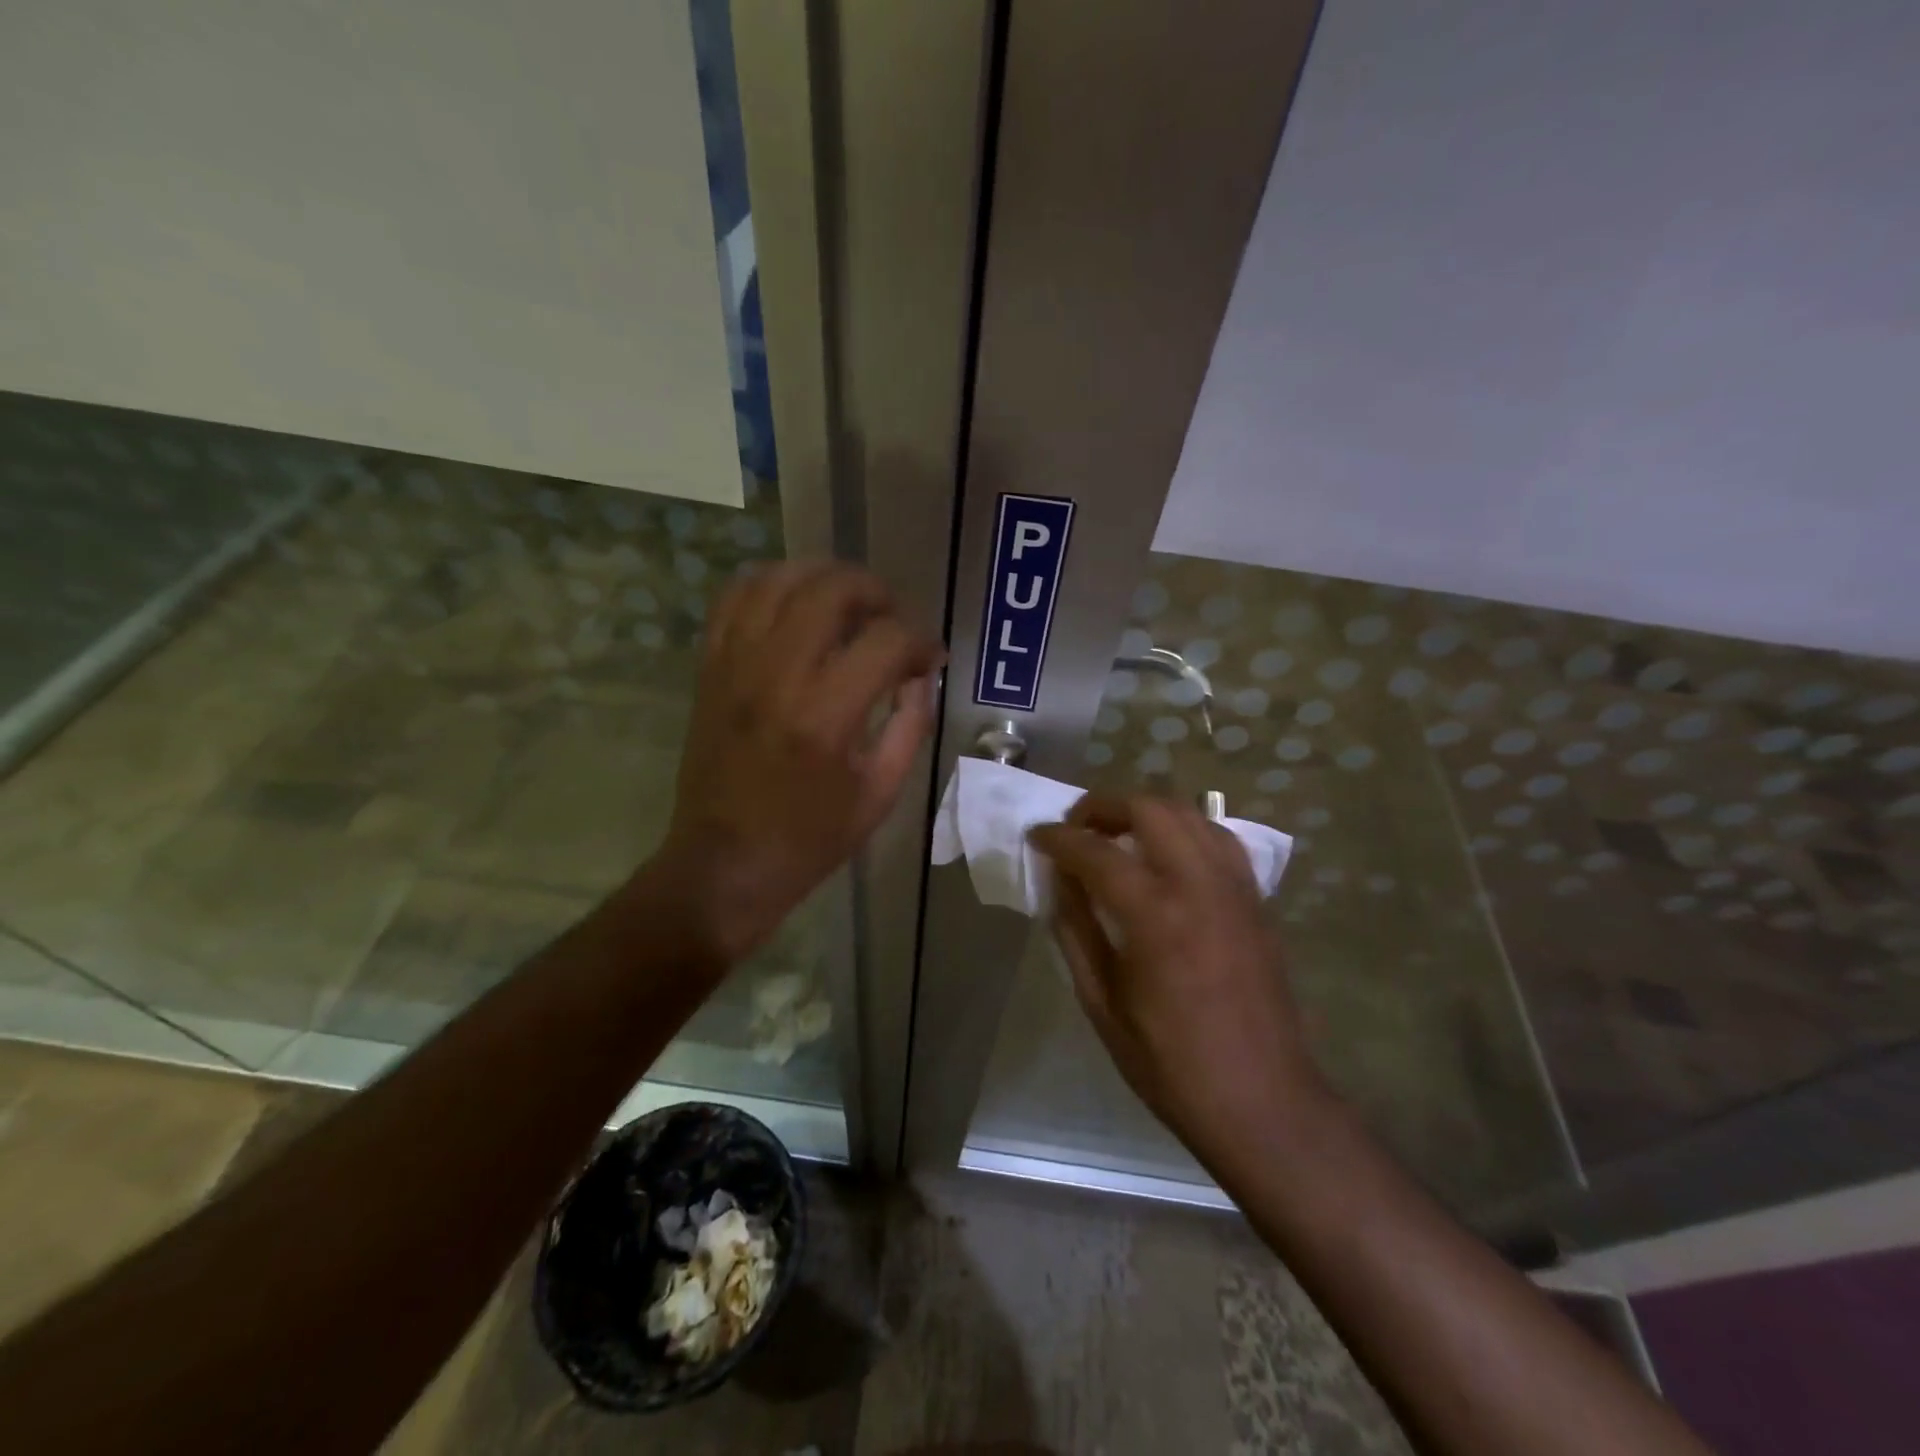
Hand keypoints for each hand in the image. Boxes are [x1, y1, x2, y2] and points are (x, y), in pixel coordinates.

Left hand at [652, 562, 942, 961]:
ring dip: (823, 577)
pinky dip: (769, 585)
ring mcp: (735, 665)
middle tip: (892, 618)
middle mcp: (777, 675)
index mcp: (826, 716)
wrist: (724, 864)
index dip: (920, 640)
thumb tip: (921, 676)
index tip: (929, 657)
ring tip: (847, 602)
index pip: (887, 640)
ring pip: (779, 579)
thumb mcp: (880, 794)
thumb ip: (910, 726)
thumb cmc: (809, 839)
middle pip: (832, 590)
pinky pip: (734, 598)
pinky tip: (794, 602)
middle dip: (876, 592)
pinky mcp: (710, 668)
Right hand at [1030, 793, 1327, 1168]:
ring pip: (1190, 813)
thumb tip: (1060, 881)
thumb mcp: (1102, 1003)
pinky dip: (1185, 830)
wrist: (1262, 1101)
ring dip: (1146, 810)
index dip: (1059, 838)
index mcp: (1155, 916)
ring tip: (1118, 834)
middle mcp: (1199, 885)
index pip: (1095, 851)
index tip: (1037, 835)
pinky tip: (1167, 855)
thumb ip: (1076, 931)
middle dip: (1104, 806)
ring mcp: (1235, 888)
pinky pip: (1219, 839)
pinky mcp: (1256, 900)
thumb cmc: (1170, 1064)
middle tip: (1076, 827)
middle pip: (1149, 808)